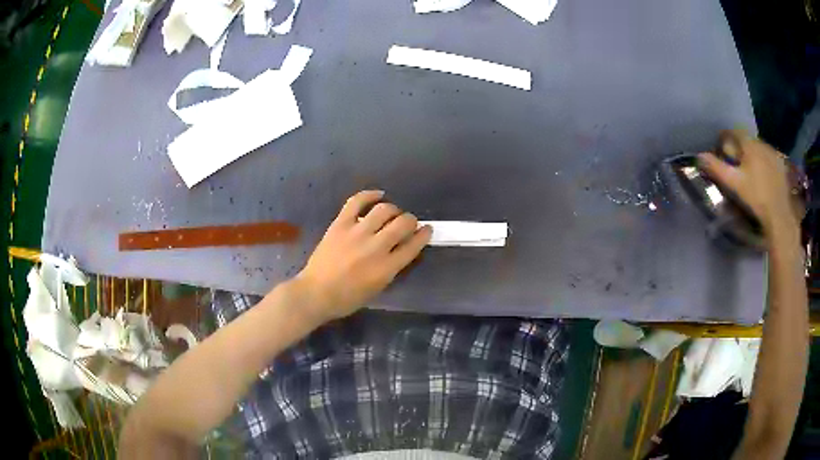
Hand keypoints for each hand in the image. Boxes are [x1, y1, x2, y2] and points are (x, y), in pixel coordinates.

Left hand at [294, 190, 431, 322]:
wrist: (316, 293)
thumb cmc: (347, 298)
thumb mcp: (377, 289)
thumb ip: (391, 268)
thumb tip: (401, 249)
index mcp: (386, 268)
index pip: (413, 245)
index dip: (424, 235)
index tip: (427, 229)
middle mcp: (376, 247)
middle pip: (403, 224)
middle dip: (411, 221)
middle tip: (408, 223)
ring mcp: (357, 233)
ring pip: (384, 210)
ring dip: (393, 210)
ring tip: (392, 213)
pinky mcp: (340, 224)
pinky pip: (357, 201)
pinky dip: (369, 195)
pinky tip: (378, 195)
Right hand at [697, 130, 801, 239]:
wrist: (780, 214)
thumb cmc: (756, 197)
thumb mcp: (735, 184)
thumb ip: (718, 168)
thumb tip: (699, 156)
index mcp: (749, 143)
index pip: (734, 132)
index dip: (725, 138)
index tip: (721, 149)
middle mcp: (761, 142)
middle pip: (747, 140)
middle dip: (740, 148)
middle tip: (735, 163)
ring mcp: (773, 153)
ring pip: (758, 148)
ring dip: (752, 155)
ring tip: (750, 171)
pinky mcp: (781, 165)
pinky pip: (769, 157)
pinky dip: (764, 162)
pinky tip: (764, 177)